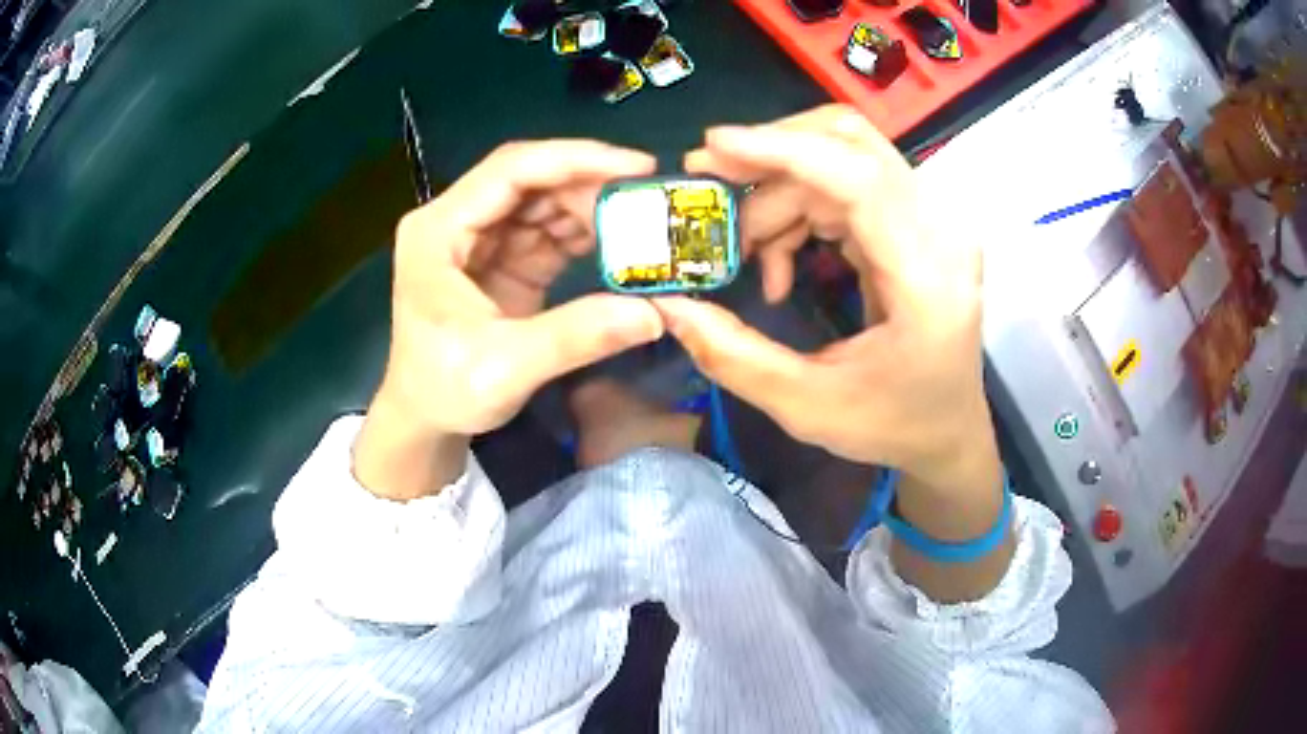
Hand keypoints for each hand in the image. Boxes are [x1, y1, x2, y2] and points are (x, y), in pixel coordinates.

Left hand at [355, 141, 663, 498]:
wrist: (425, 419)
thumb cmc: (443, 391)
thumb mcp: (505, 369)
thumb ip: (575, 337)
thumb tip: (653, 313)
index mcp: (438, 231)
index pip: (509, 171)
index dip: (573, 159)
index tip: (635, 165)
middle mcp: (458, 221)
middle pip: (530, 179)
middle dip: (589, 183)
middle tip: (648, 199)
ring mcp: (483, 239)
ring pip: (544, 201)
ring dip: (592, 208)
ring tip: (643, 224)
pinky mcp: (504, 259)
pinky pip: (550, 231)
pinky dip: (586, 234)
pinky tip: (621, 244)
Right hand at [654, 106, 996, 498]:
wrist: (949, 429)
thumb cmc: (894, 425)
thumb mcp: (807, 407)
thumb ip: (734, 356)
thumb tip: (670, 307)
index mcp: (927, 279)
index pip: (861, 179)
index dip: (785, 150)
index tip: (714, 146)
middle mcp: (940, 233)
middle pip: (853, 145)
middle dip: (772, 154)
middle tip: (707, 183)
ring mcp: (932, 221)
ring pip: (842, 159)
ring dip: (779, 193)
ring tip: (746, 253)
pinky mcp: (916, 222)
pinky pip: (847, 184)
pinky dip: (799, 207)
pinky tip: (780, 257)